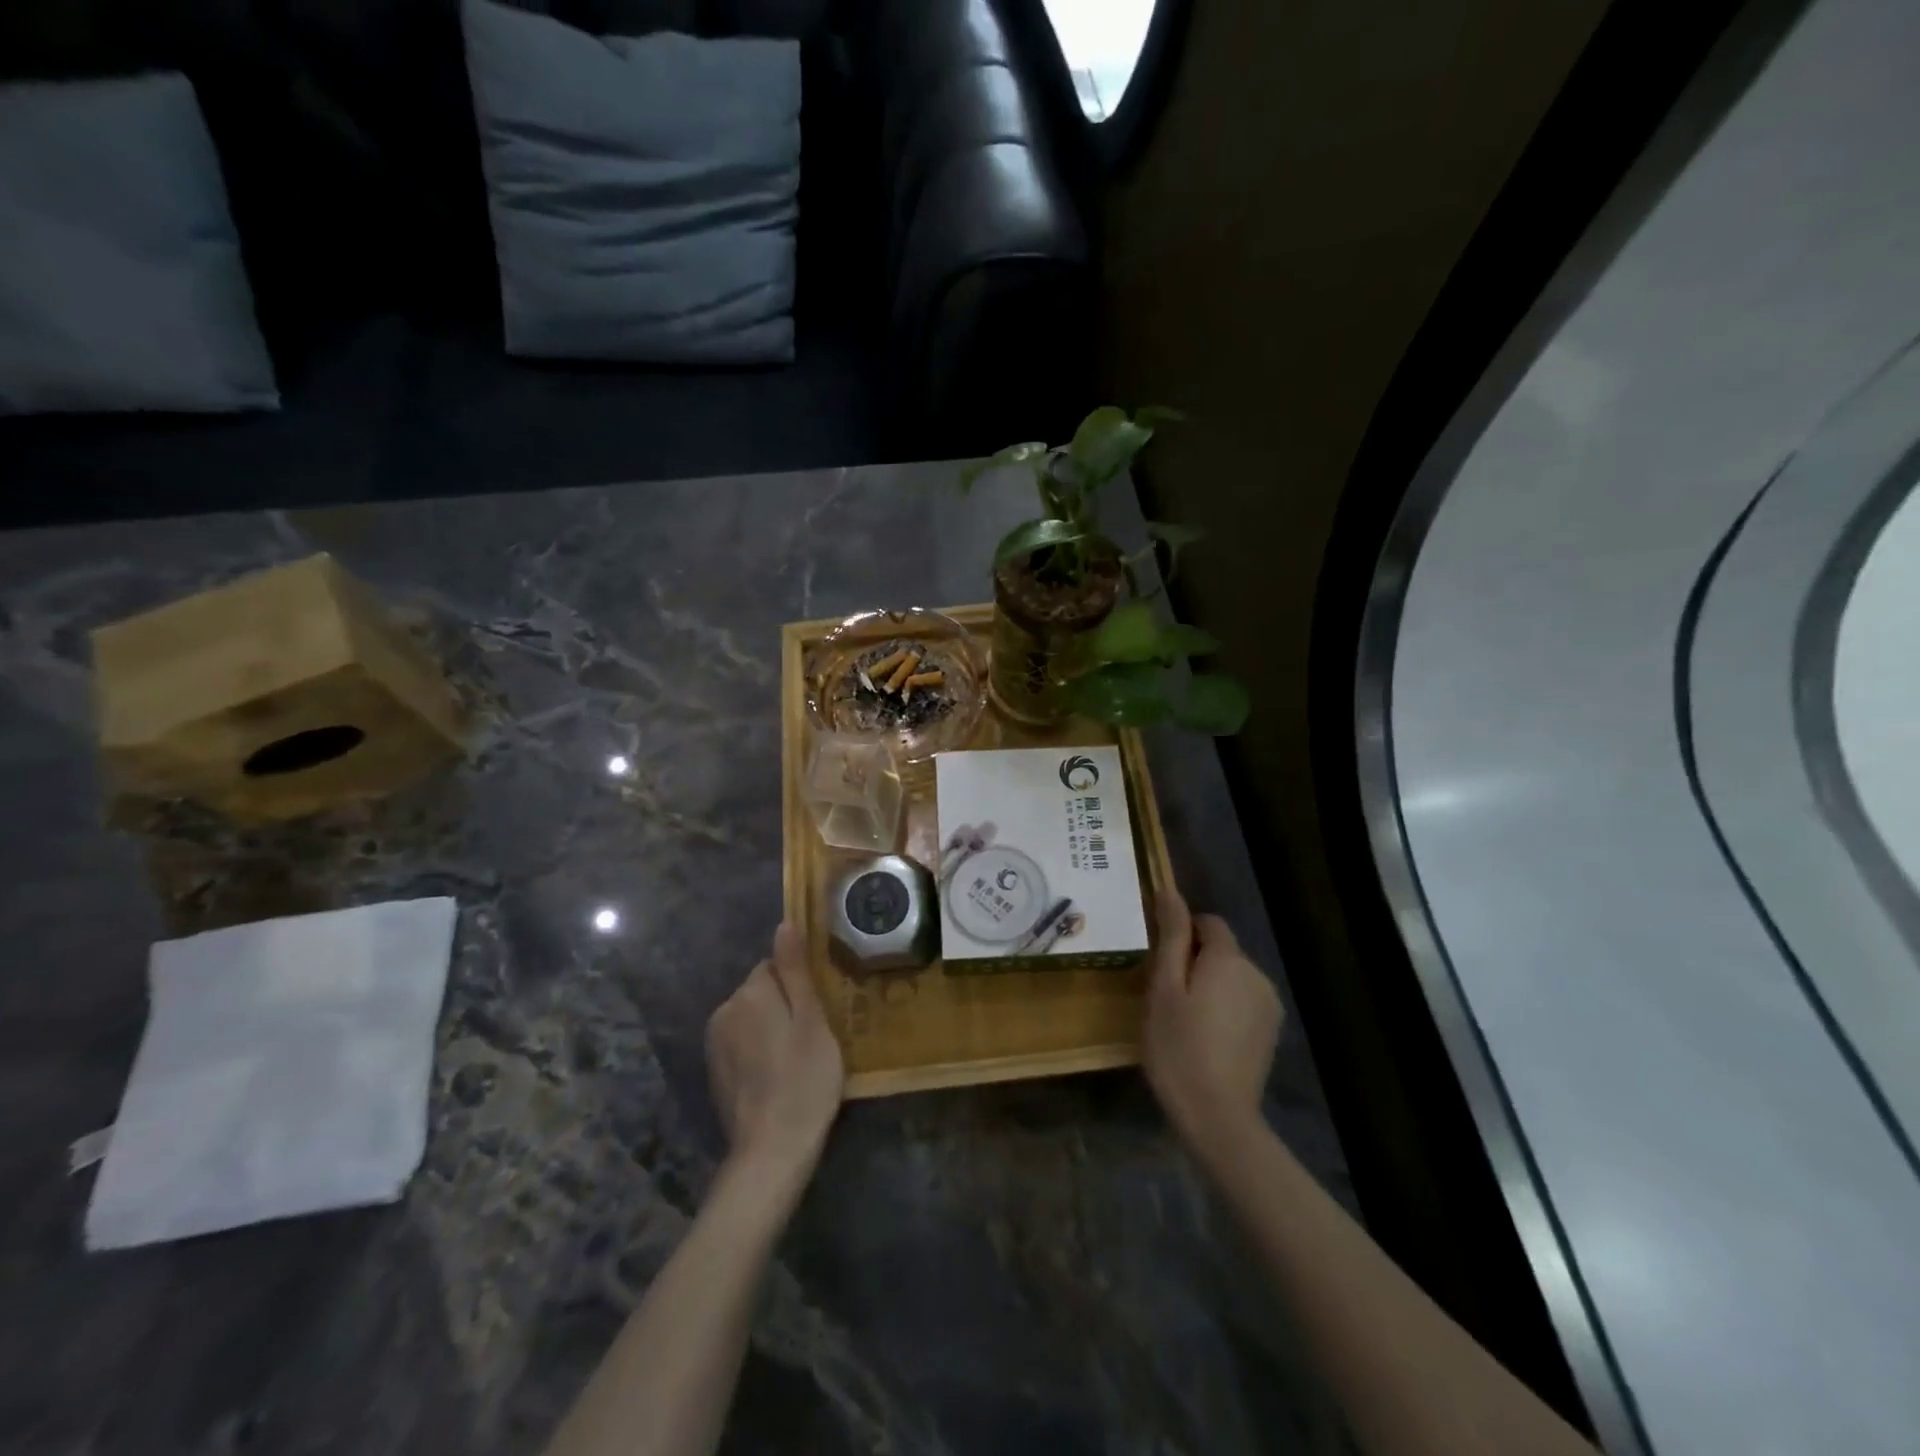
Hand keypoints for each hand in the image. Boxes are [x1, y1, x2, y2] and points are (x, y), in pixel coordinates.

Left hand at [706, 923, 844, 1186]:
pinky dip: (760, 1051)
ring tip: (799, 1059)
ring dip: (772, 1028)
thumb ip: (795, 970)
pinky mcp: (715, 1072)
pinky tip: (778, 1076)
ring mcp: (715, 1044)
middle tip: (814, 1037)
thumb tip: (784, 923)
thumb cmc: (804, 1079)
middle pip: (761, 991)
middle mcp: (724, 1011)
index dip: (800, 985)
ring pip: (752, 1018)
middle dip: (785, 1005)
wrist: (772, 1150)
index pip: (775, 966)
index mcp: (749, 994)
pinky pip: (742, 1044)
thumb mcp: (811, 1019)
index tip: (819, 1010)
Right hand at [1141, 888, 1282, 1159]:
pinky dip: (1225, 1008)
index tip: (1161, 962)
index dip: (1183, 933)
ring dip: (1210, 985)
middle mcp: (1256, 973)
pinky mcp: (1271, 1031)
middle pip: (1222, 950)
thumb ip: (1172, 937)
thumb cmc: (1178, 1046)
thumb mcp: (1163, 988)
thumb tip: (1170, 891)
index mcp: (1228, 958)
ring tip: (1184, 1019)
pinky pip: (1243, 1001)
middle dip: (1195, 962)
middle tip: (1165, 996)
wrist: (1218, 1116)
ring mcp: (1268, 1005)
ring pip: (1232, 977)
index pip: (1209, 922)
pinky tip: (1206, 1038)